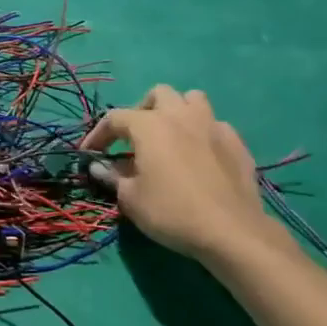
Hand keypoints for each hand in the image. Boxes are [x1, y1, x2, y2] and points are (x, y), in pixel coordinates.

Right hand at [81, 85, 282, 267]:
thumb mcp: (131, 199)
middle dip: (142, 111)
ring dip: (178, 112)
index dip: (98, 134)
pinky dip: (202, 134)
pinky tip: (201, 156)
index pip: (114, 118)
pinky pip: (215, 125)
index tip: (90, 153)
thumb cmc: (172, 212)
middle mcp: (180, 115)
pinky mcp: (237, 142)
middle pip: (158, 94)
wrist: (231, 231)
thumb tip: (101, 167)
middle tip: (136, 138)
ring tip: (171, 136)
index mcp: (150, 125)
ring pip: (192, 100)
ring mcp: (212, 125)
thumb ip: (113, 177)